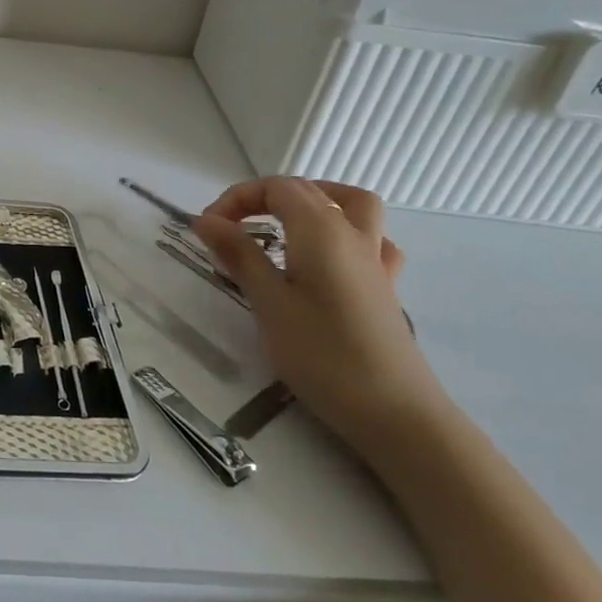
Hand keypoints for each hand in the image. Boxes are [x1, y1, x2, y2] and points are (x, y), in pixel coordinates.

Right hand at [194, 177, 441, 451]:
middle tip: (230, 230)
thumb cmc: (322, 355)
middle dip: (263, 199)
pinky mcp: (385, 287)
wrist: (396, 413)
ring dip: (315, 201)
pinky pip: (371, 240)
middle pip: (307, 191)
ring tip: (284, 224)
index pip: (275, 188)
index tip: (207, 230)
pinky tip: (329, 258)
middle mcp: (352, 233)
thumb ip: (239, 255)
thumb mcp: (268, 303)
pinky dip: (346, 234)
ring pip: (350, 205)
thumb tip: (206, 220)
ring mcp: (375, 260)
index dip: (236, 199)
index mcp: (320, 230)